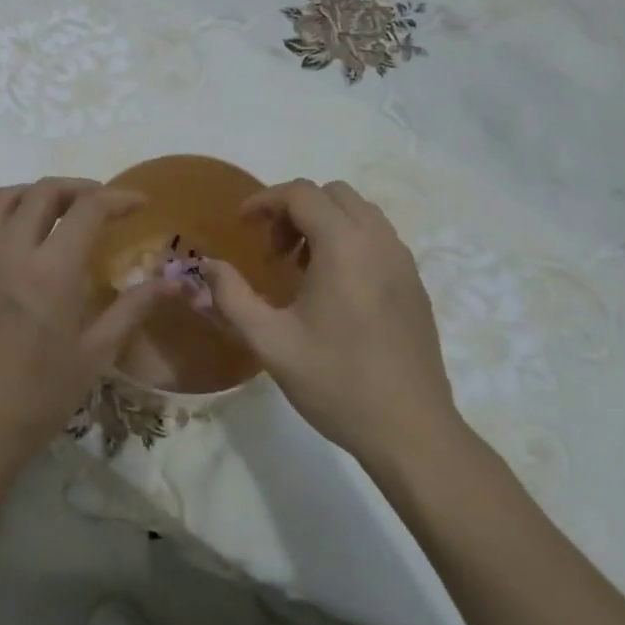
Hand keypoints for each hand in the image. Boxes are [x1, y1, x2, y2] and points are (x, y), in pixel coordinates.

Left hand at [0, 177, 178, 480]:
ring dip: (33, 193)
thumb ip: (134, 308)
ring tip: (56, 210)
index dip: (118, 198)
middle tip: (101, 203)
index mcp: (51, 269)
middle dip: (78, 187)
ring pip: (1, 199)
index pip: (88, 209)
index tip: (139, 203)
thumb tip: (174, 282)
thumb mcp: (96, 354)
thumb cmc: (40, 396)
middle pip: (42, 191)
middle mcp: (11, 251)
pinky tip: (8, 243)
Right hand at [203, 179, 458, 468]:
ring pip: (359, 212)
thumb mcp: (270, 342)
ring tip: (300, 268)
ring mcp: (403, 261)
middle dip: (294, 209)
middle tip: (272, 250)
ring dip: (323, 223)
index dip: (265, 200)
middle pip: (332, 194)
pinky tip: (334, 288)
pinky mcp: (415, 283)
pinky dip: (349, 240)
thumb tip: (209, 265)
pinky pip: (378, 238)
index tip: (242, 225)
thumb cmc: (337, 382)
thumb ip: (232, 297)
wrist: (411, 431)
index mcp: (344, 246)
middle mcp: (378, 241)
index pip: (301, 193)